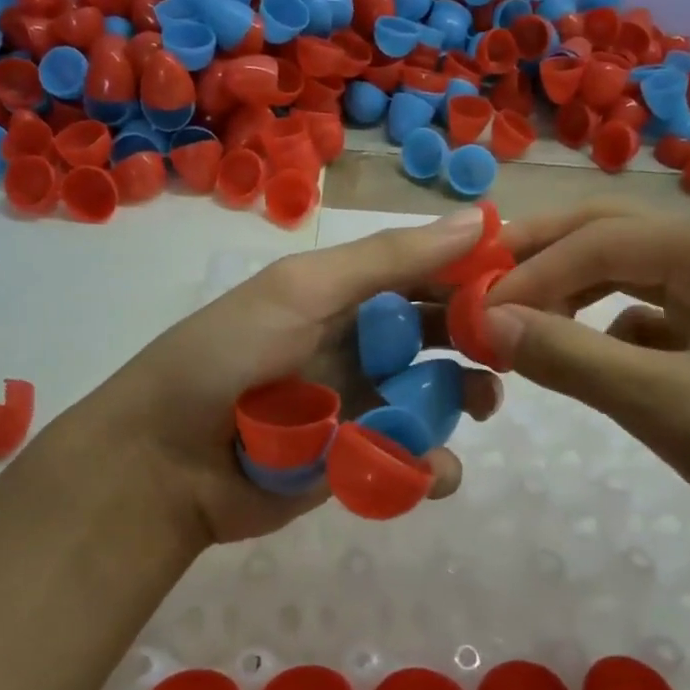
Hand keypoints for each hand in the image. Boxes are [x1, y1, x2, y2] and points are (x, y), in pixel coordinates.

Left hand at [41, 209, 502, 550]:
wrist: (164, 463)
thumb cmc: (230, 357)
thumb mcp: (303, 292)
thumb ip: (388, 261)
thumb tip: (479, 221)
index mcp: (345, 296)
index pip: (423, 274)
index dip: (472, 273)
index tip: (525, 279)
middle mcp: (358, 345)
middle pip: (437, 335)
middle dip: (478, 338)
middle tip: (512, 348)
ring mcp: (361, 405)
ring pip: (435, 397)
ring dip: (466, 398)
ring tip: (482, 405)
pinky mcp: (359, 462)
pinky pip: (413, 459)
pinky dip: (432, 464)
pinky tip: (433, 467)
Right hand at [482, 204, 689, 560]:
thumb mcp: (667, 406)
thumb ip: (572, 358)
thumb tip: (488, 322)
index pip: (603, 240)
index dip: (532, 273)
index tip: (473, 312)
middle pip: (615, 235)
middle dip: (545, 259)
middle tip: (481, 286)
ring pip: (631, 274)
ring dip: (573, 293)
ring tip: (519, 321)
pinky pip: (653, 316)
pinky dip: (608, 331)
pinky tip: (585, 359)